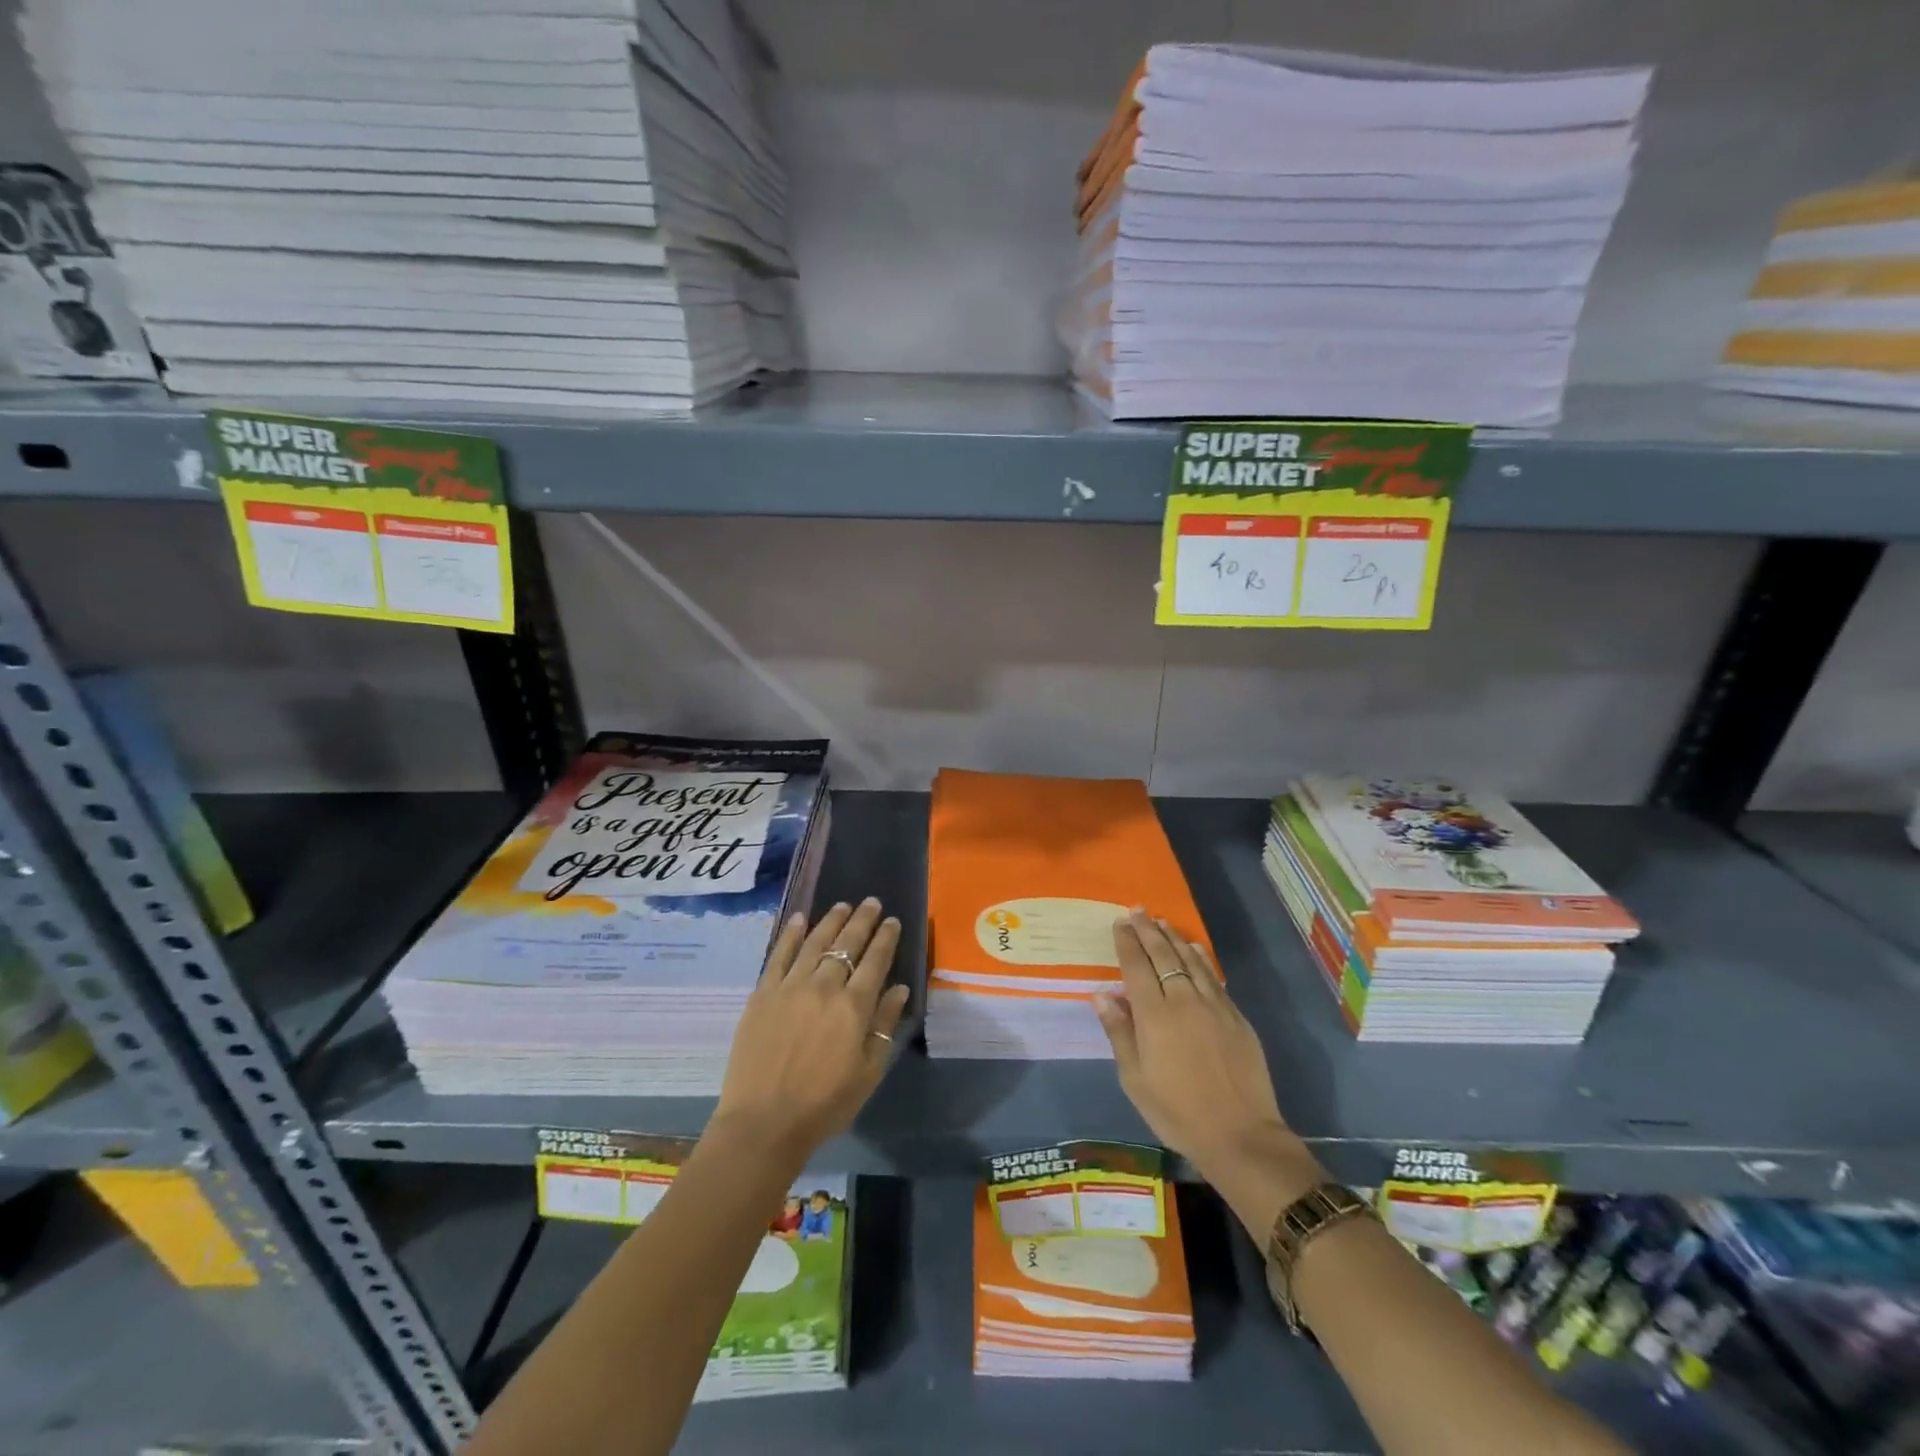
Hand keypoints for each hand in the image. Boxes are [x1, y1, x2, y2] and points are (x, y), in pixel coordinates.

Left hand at [711, 899, 908, 1166]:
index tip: (893, 921)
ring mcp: (790, 987)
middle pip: (847, 944)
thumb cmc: (824, 1104)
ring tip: (843, 905)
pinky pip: (779, 955)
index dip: (886, 938)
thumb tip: (900, 988)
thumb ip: (884, 1026)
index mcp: (853, 1007)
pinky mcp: (762, 993)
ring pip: (815, 942)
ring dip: (831, 920)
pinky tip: (800, 919)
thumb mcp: (868, 1072)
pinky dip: (791, 934)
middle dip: (862, 920)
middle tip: (872, 903)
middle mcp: (824, 987)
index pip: (875, 961)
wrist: (763, 1123)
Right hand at [1094, 912, 1321, 1236]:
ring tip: (1162, 922)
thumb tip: (1102, 994)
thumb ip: (1119, 1032)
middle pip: (1163, 955)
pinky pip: (1213, 976)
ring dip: (1174, 938)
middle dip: (1148, 931)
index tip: (1119, 922)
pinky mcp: (1236, 1017)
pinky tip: (1194, 949)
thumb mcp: (1135, 1079)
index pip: (1136, 966)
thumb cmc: (1177, 1112)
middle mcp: (1183, 1000)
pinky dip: (1200, 958)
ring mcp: (1214, 1006)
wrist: (1240, 1135)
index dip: (1127, 942)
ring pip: (1191, 960)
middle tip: (1137, 911)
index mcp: (1154, 1015)